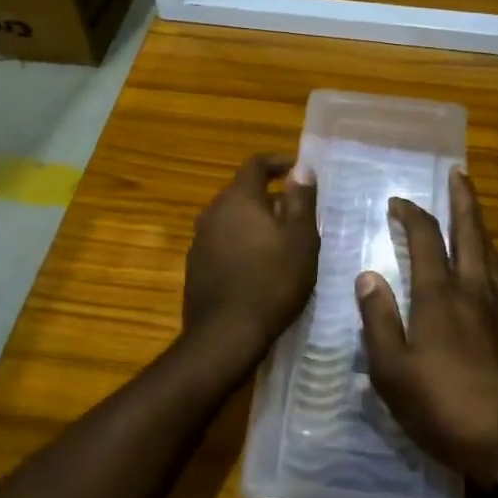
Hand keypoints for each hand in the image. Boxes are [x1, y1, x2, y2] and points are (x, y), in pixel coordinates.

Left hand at [183, 154, 318, 359]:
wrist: (225, 335)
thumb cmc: (272, 281)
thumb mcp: (300, 239)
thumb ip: (301, 199)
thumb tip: (301, 167)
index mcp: (238, 199)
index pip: (256, 164)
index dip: (278, 162)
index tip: (298, 170)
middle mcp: (213, 212)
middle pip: (243, 192)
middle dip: (270, 196)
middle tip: (298, 213)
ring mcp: (200, 240)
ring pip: (232, 219)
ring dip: (256, 222)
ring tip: (282, 241)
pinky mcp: (196, 266)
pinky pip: (223, 242)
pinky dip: (242, 243)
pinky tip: (259, 266)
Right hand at [356, 170, 497, 488]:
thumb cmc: (444, 408)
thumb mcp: (393, 373)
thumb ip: (379, 320)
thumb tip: (368, 275)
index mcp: (440, 296)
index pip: (427, 238)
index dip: (412, 214)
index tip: (398, 202)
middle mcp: (475, 290)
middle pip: (472, 231)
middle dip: (464, 199)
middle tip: (459, 174)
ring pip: (492, 252)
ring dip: (480, 224)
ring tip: (471, 211)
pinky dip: (490, 256)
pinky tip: (485, 267)